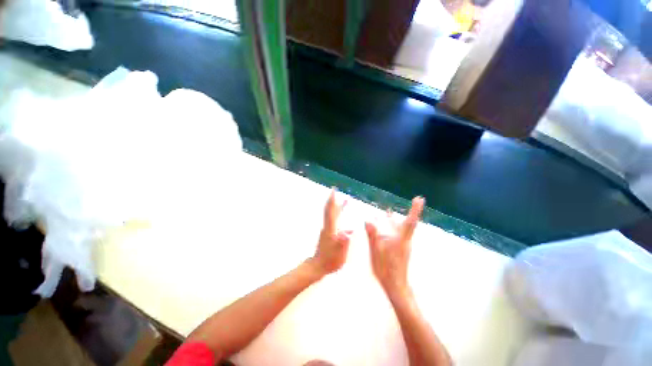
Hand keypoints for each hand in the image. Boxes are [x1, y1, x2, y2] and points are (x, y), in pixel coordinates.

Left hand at [310, 189, 351, 275]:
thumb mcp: (339, 254)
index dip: (332, 200)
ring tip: (346, 201)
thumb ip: (344, 242)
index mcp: (331, 228)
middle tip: (336, 190)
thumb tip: (349, 231)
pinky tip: (344, 218)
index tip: (333, 190)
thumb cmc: (330, 261)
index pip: (331, 211)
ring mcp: (327, 229)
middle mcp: (328, 226)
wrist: (318, 266)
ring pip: (332, 214)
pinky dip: (338, 214)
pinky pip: (334, 219)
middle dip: (333, 199)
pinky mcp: (328, 233)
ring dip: (338, 206)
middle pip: (330, 210)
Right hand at [365, 197, 424, 295]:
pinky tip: (383, 227)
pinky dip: (390, 227)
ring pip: (400, 228)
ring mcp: (403, 245)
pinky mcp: (400, 249)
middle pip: (407, 223)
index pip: (409, 222)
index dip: (414, 210)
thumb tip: (368, 220)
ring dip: (394, 220)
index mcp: (400, 240)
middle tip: (411, 202)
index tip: (419, 198)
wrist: (396, 287)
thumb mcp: (376, 252)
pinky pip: (396, 234)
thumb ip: (373, 235)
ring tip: (387, 211)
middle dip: (410, 212)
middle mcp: (404, 241)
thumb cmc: (386, 270)